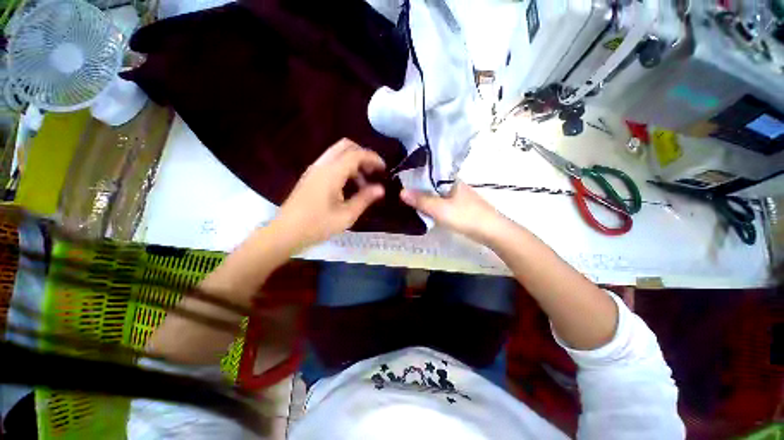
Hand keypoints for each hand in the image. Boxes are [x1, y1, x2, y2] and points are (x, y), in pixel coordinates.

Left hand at [271, 139, 385, 250]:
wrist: (285, 233)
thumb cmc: (317, 226)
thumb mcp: (346, 215)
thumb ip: (364, 199)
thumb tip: (381, 189)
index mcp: (331, 173)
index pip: (356, 154)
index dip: (373, 158)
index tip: (384, 169)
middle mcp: (322, 165)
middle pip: (345, 146)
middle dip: (363, 154)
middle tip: (373, 171)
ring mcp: (314, 169)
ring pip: (337, 153)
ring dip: (353, 161)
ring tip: (363, 183)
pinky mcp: (310, 176)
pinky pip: (330, 162)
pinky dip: (343, 167)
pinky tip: (348, 186)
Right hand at [400, 181, 507, 243]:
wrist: (491, 231)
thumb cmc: (465, 216)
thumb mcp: (440, 209)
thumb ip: (421, 200)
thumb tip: (401, 191)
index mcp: (449, 179)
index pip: (428, 172)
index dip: (414, 175)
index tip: (399, 180)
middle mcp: (453, 184)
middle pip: (431, 183)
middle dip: (417, 187)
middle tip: (400, 191)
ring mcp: (457, 195)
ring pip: (436, 193)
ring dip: (424, 196)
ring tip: (408, 199)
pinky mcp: (459, 206)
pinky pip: (441, 202)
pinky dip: (432, 204)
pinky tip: (424, 209)